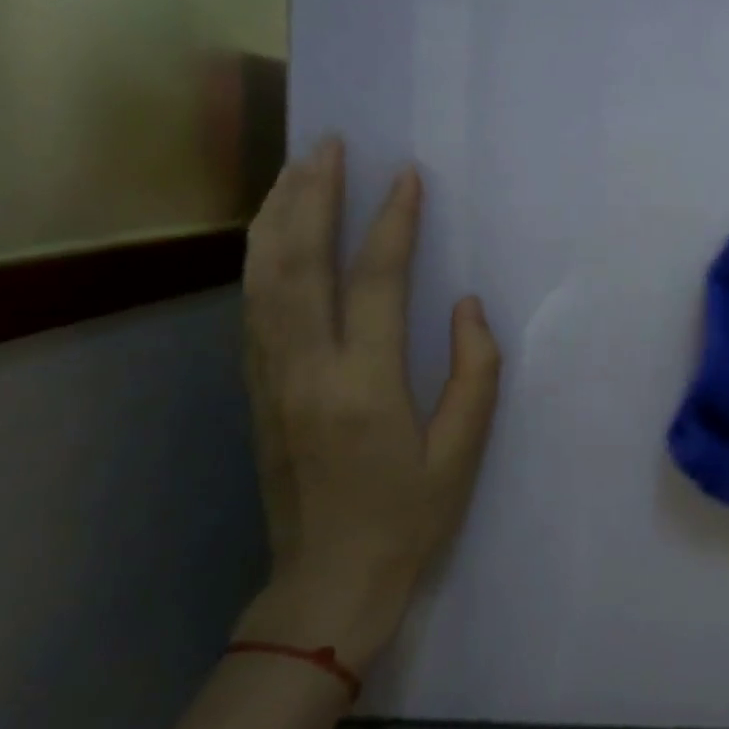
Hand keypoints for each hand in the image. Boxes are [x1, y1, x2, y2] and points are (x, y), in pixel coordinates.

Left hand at [233, 138, 500, 674]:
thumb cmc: (408, 519)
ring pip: (262, 278)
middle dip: (312, 195)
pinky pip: (254, 306)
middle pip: (298, 263)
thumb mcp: (463, 453)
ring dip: (276, 216)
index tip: (406, 176)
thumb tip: (467, 306)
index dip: (393, 223)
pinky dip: (261, 257)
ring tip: (294, 169)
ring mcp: (270, 378)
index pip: (375, 282)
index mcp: (364, 386)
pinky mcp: (256, 390)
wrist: (327, 584)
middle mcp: (306, 370)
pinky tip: (273, 233)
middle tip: (328, 144)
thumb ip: (474, 372)